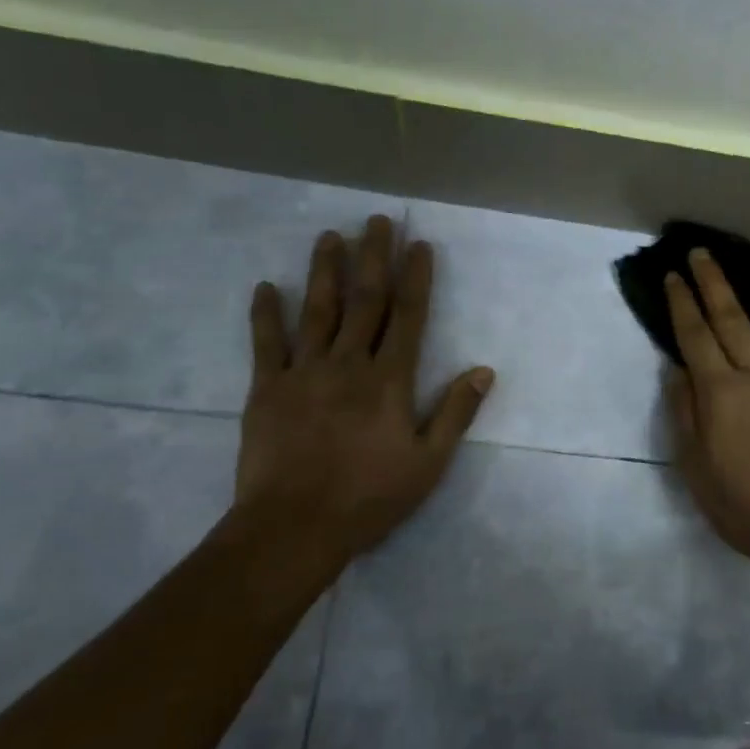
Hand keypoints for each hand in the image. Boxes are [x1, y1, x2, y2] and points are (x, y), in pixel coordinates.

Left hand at [232, 215, 493, 565]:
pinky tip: (266, 286)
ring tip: (330, 236)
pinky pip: (266, 344)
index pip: (408, 316)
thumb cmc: (369, 498)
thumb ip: (456, 413)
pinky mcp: (266, 389)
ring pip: (317, 311)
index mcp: (389, 380)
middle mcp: (348, 364)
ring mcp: (303, 372)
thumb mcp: (429, 464)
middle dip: (373, 257)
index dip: (415, 278)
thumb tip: (484, 370)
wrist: (293, 528)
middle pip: (365, 301)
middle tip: (376, 220)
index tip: (418, 245)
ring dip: (325, 270)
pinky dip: (266, 314)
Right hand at [663, 250, 749, 563]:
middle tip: (704, 253)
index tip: (673, 274)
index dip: (681, 302)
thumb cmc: (741, 504)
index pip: (695, 335)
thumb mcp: (694, 465)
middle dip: (714, 283)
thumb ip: (683, 411)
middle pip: (733, 320)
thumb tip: (676, 368)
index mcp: (722, 391)